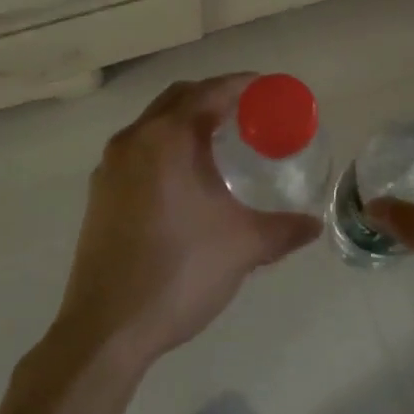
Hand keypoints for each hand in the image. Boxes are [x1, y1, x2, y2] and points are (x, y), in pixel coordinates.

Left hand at [47, 75, 321, 367]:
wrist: (108, 327)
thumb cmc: (180, 273)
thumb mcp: (244, 247)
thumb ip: (284, 229)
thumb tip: (314, 225)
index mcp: (167, 139)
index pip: (209, 93)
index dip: (242, 85)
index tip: (268, 90)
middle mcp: (133, 142)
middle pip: (177, 99)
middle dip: (213, 98)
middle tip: (248, 114)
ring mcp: (109, 169)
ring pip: (153, 126)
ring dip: (186, 123)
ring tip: (221, 144)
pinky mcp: (100, 196)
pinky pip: (138, 153)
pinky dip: (165, 149)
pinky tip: (187, 181)